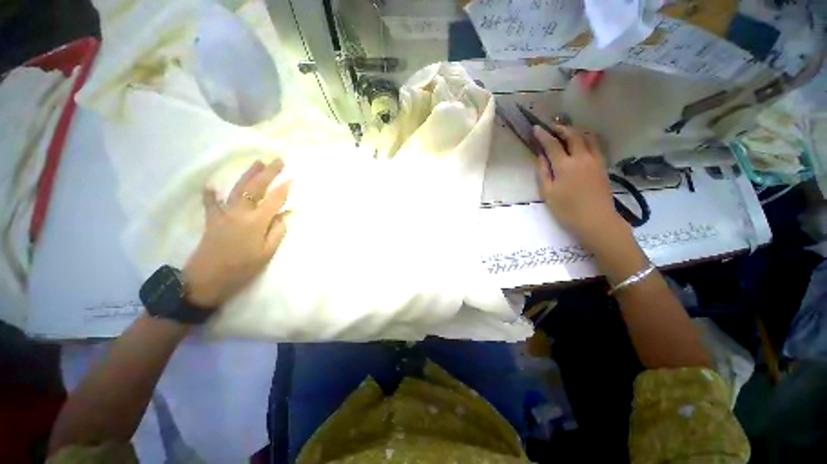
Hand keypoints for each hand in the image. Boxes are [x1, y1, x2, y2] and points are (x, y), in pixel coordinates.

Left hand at [183, 159, 290, 308]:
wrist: (206, 279)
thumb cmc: (242, 268)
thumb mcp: (266, 253)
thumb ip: (277, 232)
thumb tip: (283, 216)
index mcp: (257, 222)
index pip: (274, 200)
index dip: (284, 189)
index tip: (292, 178)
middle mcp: (240, 212)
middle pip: (256, 188)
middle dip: (268, 173)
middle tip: (278, 161)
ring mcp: (224, 214)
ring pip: (237, 189)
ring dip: (248, 175)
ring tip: (258, 163)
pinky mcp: (212, 220)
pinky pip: (211, 203)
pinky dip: (211, 194)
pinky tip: (212, 185)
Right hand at [534, 125, 626, 246]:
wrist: (596, 220)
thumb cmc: (567, 209)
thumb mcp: (548, 193)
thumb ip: (543, 172)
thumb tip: (540, 156)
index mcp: (565, 165)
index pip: (552, 144)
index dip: (543, 135)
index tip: (536, 128)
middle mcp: (582, 157)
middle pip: (573, 135)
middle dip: (561, 129)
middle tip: (551, 127)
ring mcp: (595, 160)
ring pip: (587, 137)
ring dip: (576, 131)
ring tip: (567, 131)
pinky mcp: (603, 165)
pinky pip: (596, 145)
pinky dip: (587, 138)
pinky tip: (582, 142)